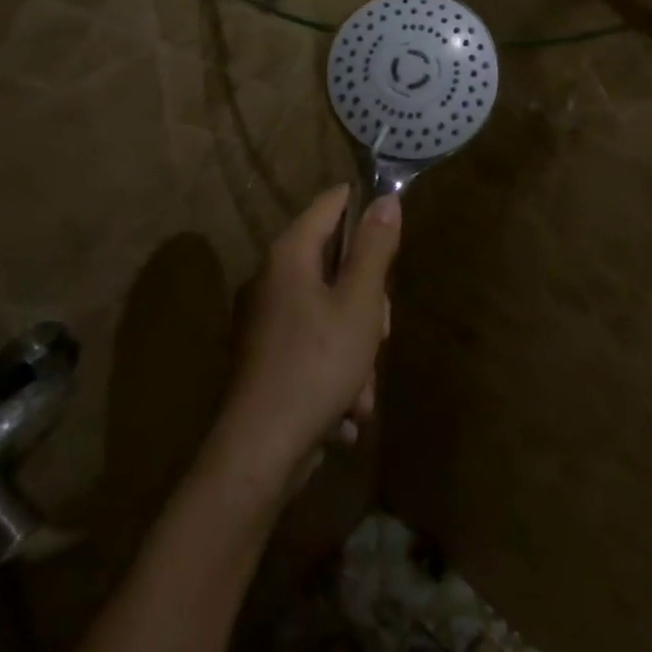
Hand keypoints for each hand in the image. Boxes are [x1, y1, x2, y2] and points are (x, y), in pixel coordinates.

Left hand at [214, 187, 400, 488]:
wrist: (259, 452)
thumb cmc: (316, 366)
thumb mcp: (359, 305)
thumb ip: (374, 250)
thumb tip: (386, 199)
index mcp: (289, 255)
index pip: (331, 203)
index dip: (364, 208)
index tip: (392, 235)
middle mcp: (271, 278)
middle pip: (335, 264)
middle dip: (367, 301)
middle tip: (379, 333)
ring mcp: (265, 319)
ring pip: (330, 311)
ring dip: (356, 348)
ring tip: (361, 390)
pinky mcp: (266, 356)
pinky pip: (313, 345)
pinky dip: (334, 371)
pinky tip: (344, 411)